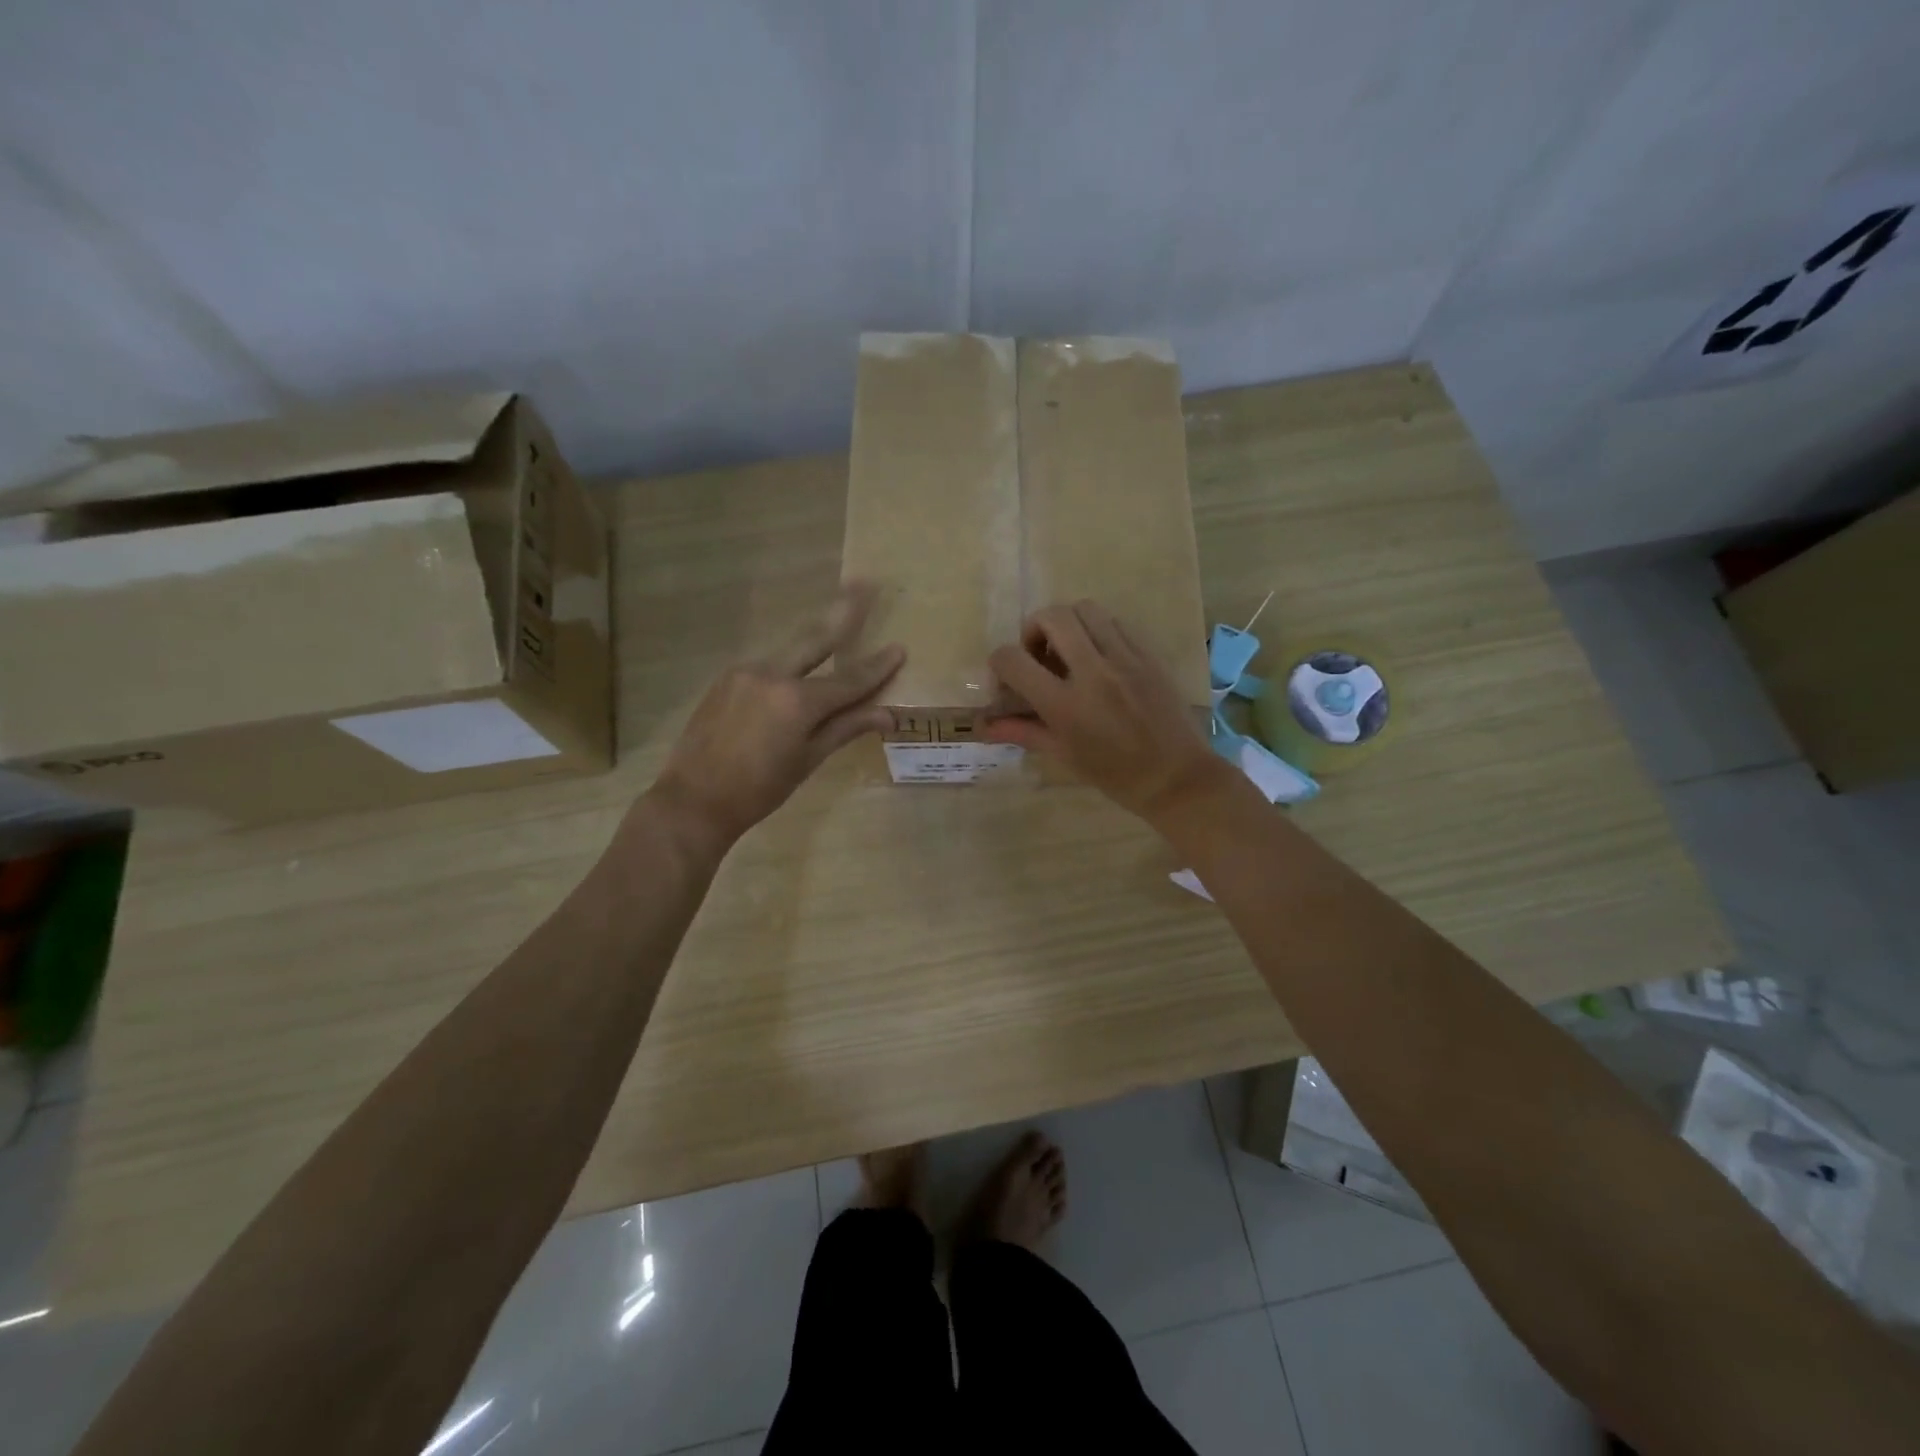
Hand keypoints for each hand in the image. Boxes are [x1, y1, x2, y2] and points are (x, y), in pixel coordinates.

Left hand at [651, 583, 903, 849]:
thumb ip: (845, 728)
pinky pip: (768, 664)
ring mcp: (744, 672)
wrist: (693, 799)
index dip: (877, 667)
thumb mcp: (808, 761)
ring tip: (838, 612)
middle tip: (865, 582)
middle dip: (843, 611)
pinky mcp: (727, 678)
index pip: (848, 680)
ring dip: (816, 637)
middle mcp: (771, 674)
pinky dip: (790, 662)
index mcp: (796, 701)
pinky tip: (798, 664)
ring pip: (790, 651)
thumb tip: (888, 715)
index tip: (899, 648)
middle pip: (816, 638)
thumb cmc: (759, 790)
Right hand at [984, 600, 1230, 823]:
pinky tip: (1100, 656)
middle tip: (1038, 654)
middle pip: (1052, 617)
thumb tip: (984, 725)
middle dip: (1033, 629)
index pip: (1013, 660)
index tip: (1009, 678)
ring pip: (1085, 609)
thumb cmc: (1115, 775)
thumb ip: (1022, 731)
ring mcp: (1125, 659)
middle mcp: (1093, 672)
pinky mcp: (1148, 654)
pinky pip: (1115, 623)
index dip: (1000, 663)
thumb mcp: (1064, 755)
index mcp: (1065, 705)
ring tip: (1070, 650)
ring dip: (1067, 623)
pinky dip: (1097, 630)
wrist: (1176, 777)